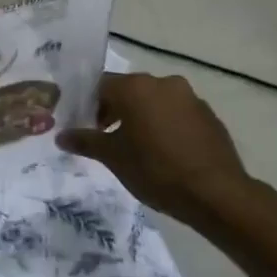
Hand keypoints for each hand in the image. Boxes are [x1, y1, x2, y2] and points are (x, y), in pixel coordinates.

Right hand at [58, 72, 255, 224]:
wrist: (215, 193)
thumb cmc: (155, 170)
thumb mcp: (113, 157)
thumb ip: (85, 141)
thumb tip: (61, 136)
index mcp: (136, 87)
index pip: (100, 85)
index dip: (88, 106)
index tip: (86, 129)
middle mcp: (163, 82)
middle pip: (129, 90)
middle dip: (114, 111)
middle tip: (106, 139)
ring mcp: (190, 97)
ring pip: (154, 101)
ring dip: (141, 118)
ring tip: (136, 148)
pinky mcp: (208, 114)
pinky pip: (177, 113)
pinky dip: (164, 125)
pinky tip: (164, 152)